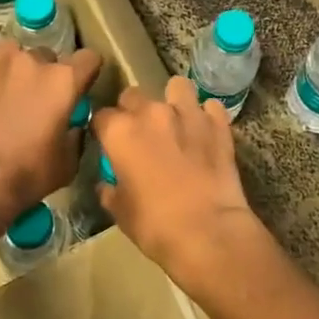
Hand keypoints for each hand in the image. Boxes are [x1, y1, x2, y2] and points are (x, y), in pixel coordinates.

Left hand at [0, 39, 102, 231]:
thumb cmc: (29, 173)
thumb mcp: (68, 163)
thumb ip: (74, 135)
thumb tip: (72, 126)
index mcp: (64, 80)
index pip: (89, 58)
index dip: (87, 72)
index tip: (80, 87)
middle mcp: (33, 61)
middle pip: (47, 56)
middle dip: (45, 73)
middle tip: (37, 99)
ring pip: (13, 53)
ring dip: (14, 68)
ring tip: (7, 92)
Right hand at [95, 77, 268, 298]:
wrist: (208, 232)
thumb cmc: (155, 225)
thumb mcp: (121, 213)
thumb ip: (110, 191)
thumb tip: (107, 184)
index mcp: (120, 132)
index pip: (101, 116)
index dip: (104, 130)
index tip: (109, 144)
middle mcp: (151, 112)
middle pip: (133, 95)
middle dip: (133, 110)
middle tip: (141, 135)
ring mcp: (187, 113)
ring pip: (177, 86)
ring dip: (174, 100)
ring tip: (177, 121)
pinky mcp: (217, 123)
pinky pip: (210, 106)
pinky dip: (207, 116)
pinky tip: (206, 132)